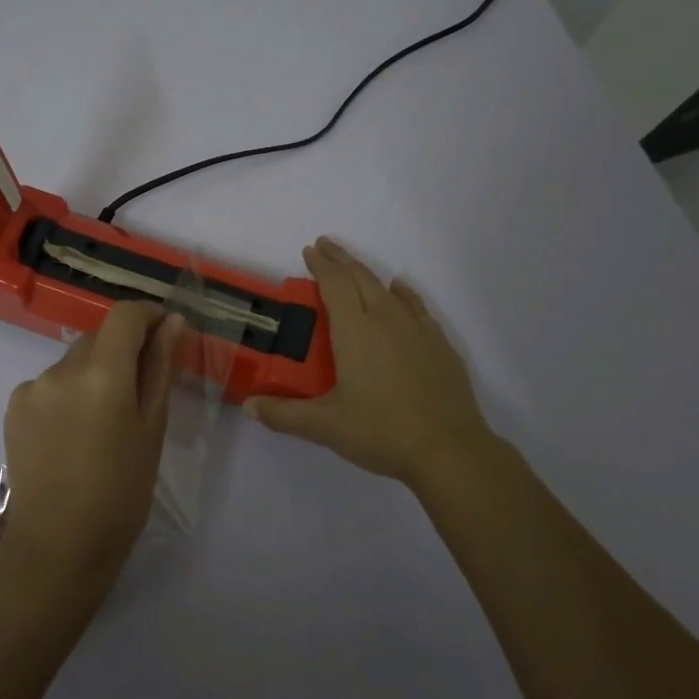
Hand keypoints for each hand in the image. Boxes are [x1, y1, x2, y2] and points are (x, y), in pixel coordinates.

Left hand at [0, 302, 184, 584]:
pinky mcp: (13, 407)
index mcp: (102, 372)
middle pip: (99, 337)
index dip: (147, 315)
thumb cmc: (121, 492)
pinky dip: (67, 394)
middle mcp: (61, 368)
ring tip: (104, 423)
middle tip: (141, 391)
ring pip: (74, 362)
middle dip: (123, 350)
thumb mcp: (152, 428)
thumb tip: (172, 321)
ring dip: (94, 374)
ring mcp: (32, 387)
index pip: (125, 314)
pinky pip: (50, 384)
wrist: (57, 547)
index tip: (164, 333)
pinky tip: (73, 434)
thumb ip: (160, 367)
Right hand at [246, 237, 502, 492]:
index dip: (321, 265)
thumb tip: (249, 406)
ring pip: (388, 288)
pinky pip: (415, 306)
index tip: (309, 250)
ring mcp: (417, 329)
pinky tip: (400, 292)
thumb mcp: (326, 426)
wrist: (449, 450)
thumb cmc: (381, 431)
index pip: (335, 284)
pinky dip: (402, 293)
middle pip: (361, 277)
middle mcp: (386, 319)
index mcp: (355, 330)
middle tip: (324, 247)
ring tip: (354, 269)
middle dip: (341, 259)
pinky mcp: (439, 344)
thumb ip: (284, 415)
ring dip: (367, 273)